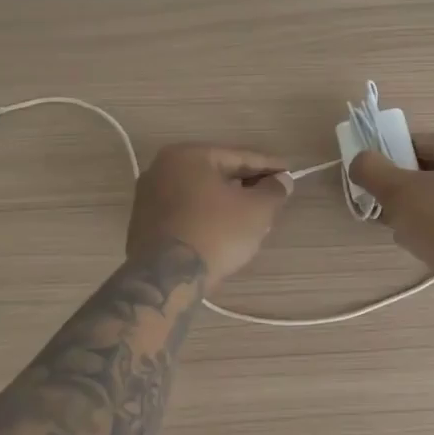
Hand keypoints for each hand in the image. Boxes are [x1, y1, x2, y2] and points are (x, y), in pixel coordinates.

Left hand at [127, 144, 292, 289]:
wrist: (166, 279)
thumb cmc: (215, 233)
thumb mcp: (256, 210)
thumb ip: (274, 190)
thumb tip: (281, 181)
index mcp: (188, 155)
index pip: (239, 157)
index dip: (269, 166)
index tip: (290, 174)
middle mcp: (162, 168)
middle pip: (217, 173)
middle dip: (247, 185)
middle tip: (273, 196)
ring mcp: (148, 197)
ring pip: (200, 194)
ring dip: (227, 202)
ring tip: (252, 217)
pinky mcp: (143, 224)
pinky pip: (185, 212)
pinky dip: (207, 217)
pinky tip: (224, 232)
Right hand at [349, 133, 433, 276]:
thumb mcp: (399, 193)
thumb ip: (372, 170)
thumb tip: (360, 160)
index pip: (426, 144)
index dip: (395, 159)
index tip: (378, 181)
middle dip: (410, 190)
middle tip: (390, 210)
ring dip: (424, 211)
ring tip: (405, 232)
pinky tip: (428, 246)